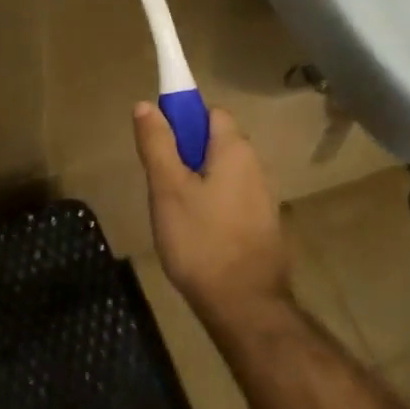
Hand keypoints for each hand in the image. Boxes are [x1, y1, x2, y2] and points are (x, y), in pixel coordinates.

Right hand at [132, 101, 290, 321]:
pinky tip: (195, 233)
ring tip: (173, 214)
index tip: (159, 145)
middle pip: (216, 143)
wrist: (244, 303)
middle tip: (160, 185)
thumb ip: (157, 144)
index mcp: (235, 149)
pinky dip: (211, 205)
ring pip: (221, 173)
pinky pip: (230, 198)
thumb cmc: (200, 240)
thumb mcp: (167, 189)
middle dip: (185, 155)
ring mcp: (263, 197)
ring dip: (197, 182)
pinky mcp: (262, 224)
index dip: (182, 120)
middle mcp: (255, 165)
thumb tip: (146, 104)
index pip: (210, 112)